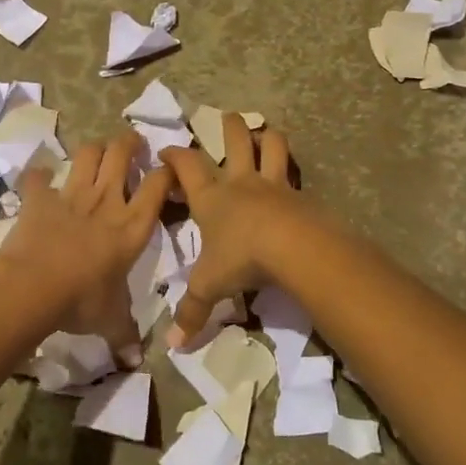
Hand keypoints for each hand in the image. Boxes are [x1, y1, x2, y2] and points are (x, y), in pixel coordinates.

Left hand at [0, 132, 171, 363]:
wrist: (35, 286)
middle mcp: (107, 201)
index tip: (167, 168)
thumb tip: (135, 363)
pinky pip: (37, 176)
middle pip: (123, 154)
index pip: (158, 185)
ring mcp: (72, 195)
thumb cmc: (83, 300)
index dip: (166, 171)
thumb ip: (125, 336)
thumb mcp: (111, 320)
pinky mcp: (40, 198)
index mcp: (133, 226)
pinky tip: (39, 177)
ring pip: (88, 154)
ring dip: (93, 150)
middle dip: (129, 143)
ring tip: (96, 153)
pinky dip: (38, 175)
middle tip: (132, 143)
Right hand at [160, 117, 303, 345]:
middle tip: (227, 118)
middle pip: (234, 140)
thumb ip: (191, 312)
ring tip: (265, 133)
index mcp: (210, 197)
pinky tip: (294, 177)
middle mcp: (240, 182)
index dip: (174, 156)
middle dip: (229, 127)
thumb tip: (172, 347)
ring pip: (271, 146)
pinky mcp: (299, 194)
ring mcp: (272, 184)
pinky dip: (293, 170)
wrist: (291, 246)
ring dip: (267, 136)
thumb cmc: (240, 257)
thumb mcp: (210, 286)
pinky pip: (295, 174)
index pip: (186, 166)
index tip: (166, 150)